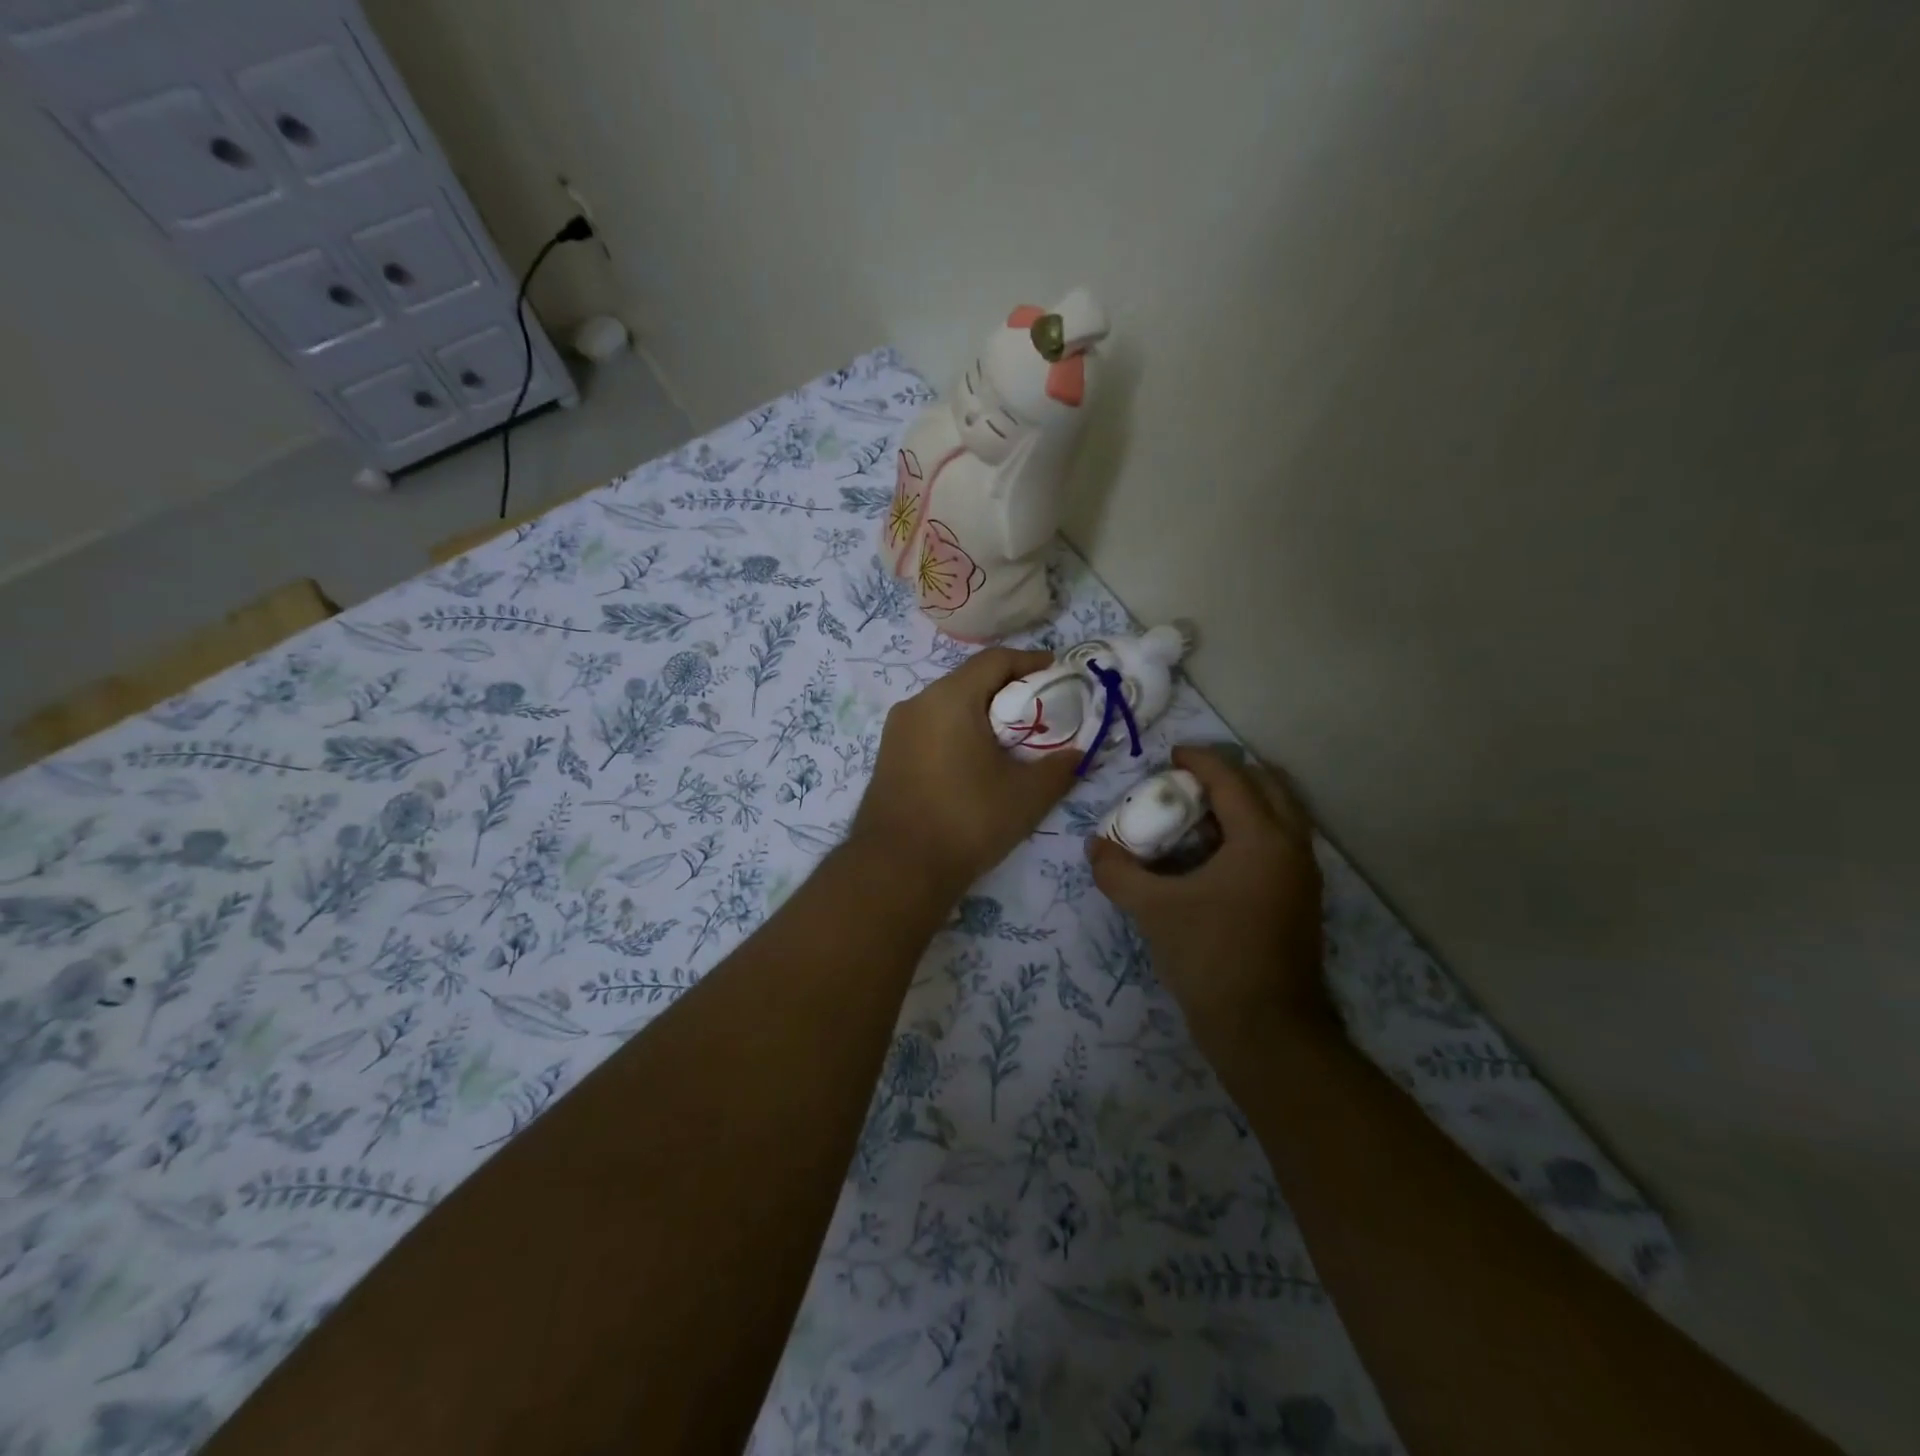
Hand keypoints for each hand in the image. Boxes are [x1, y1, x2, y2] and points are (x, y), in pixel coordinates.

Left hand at [850, 648, 1079, 897]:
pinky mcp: (888, 756)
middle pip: (970, 680)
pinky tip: (977, 761)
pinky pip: (931, 728)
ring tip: (1012, 738)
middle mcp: (917, 703)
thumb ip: (1059, 767)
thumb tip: (1077, 754)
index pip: (995, 660)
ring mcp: (897, 730)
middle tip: (1041, 710)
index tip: (1059, 672)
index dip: (1031, 661)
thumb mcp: (1026, 796)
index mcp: (950, 698)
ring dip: (982, 713)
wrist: (897, 868)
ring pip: (948, 705)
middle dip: (1008, 690)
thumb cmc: (967, 820)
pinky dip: (958, 732)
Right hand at [1087, 745, 1331, 1059]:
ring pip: (1281, 816)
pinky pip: (1280, 845)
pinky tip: (1215, 856)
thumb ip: (1119, 872)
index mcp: (1262, 839)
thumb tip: (1095, 847)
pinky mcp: (1301, 902)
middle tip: (1189, 781)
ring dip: (1245, 803)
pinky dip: (1252, 833)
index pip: (1231, 779)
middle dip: (1230, 775)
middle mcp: (1292, 848)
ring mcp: (1303, 877)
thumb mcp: (1154, 910)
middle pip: (1269, 787)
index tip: (1170, 754)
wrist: (1266, 1031)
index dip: (1199, 759)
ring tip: (1200, 814)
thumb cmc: (1211, 957)